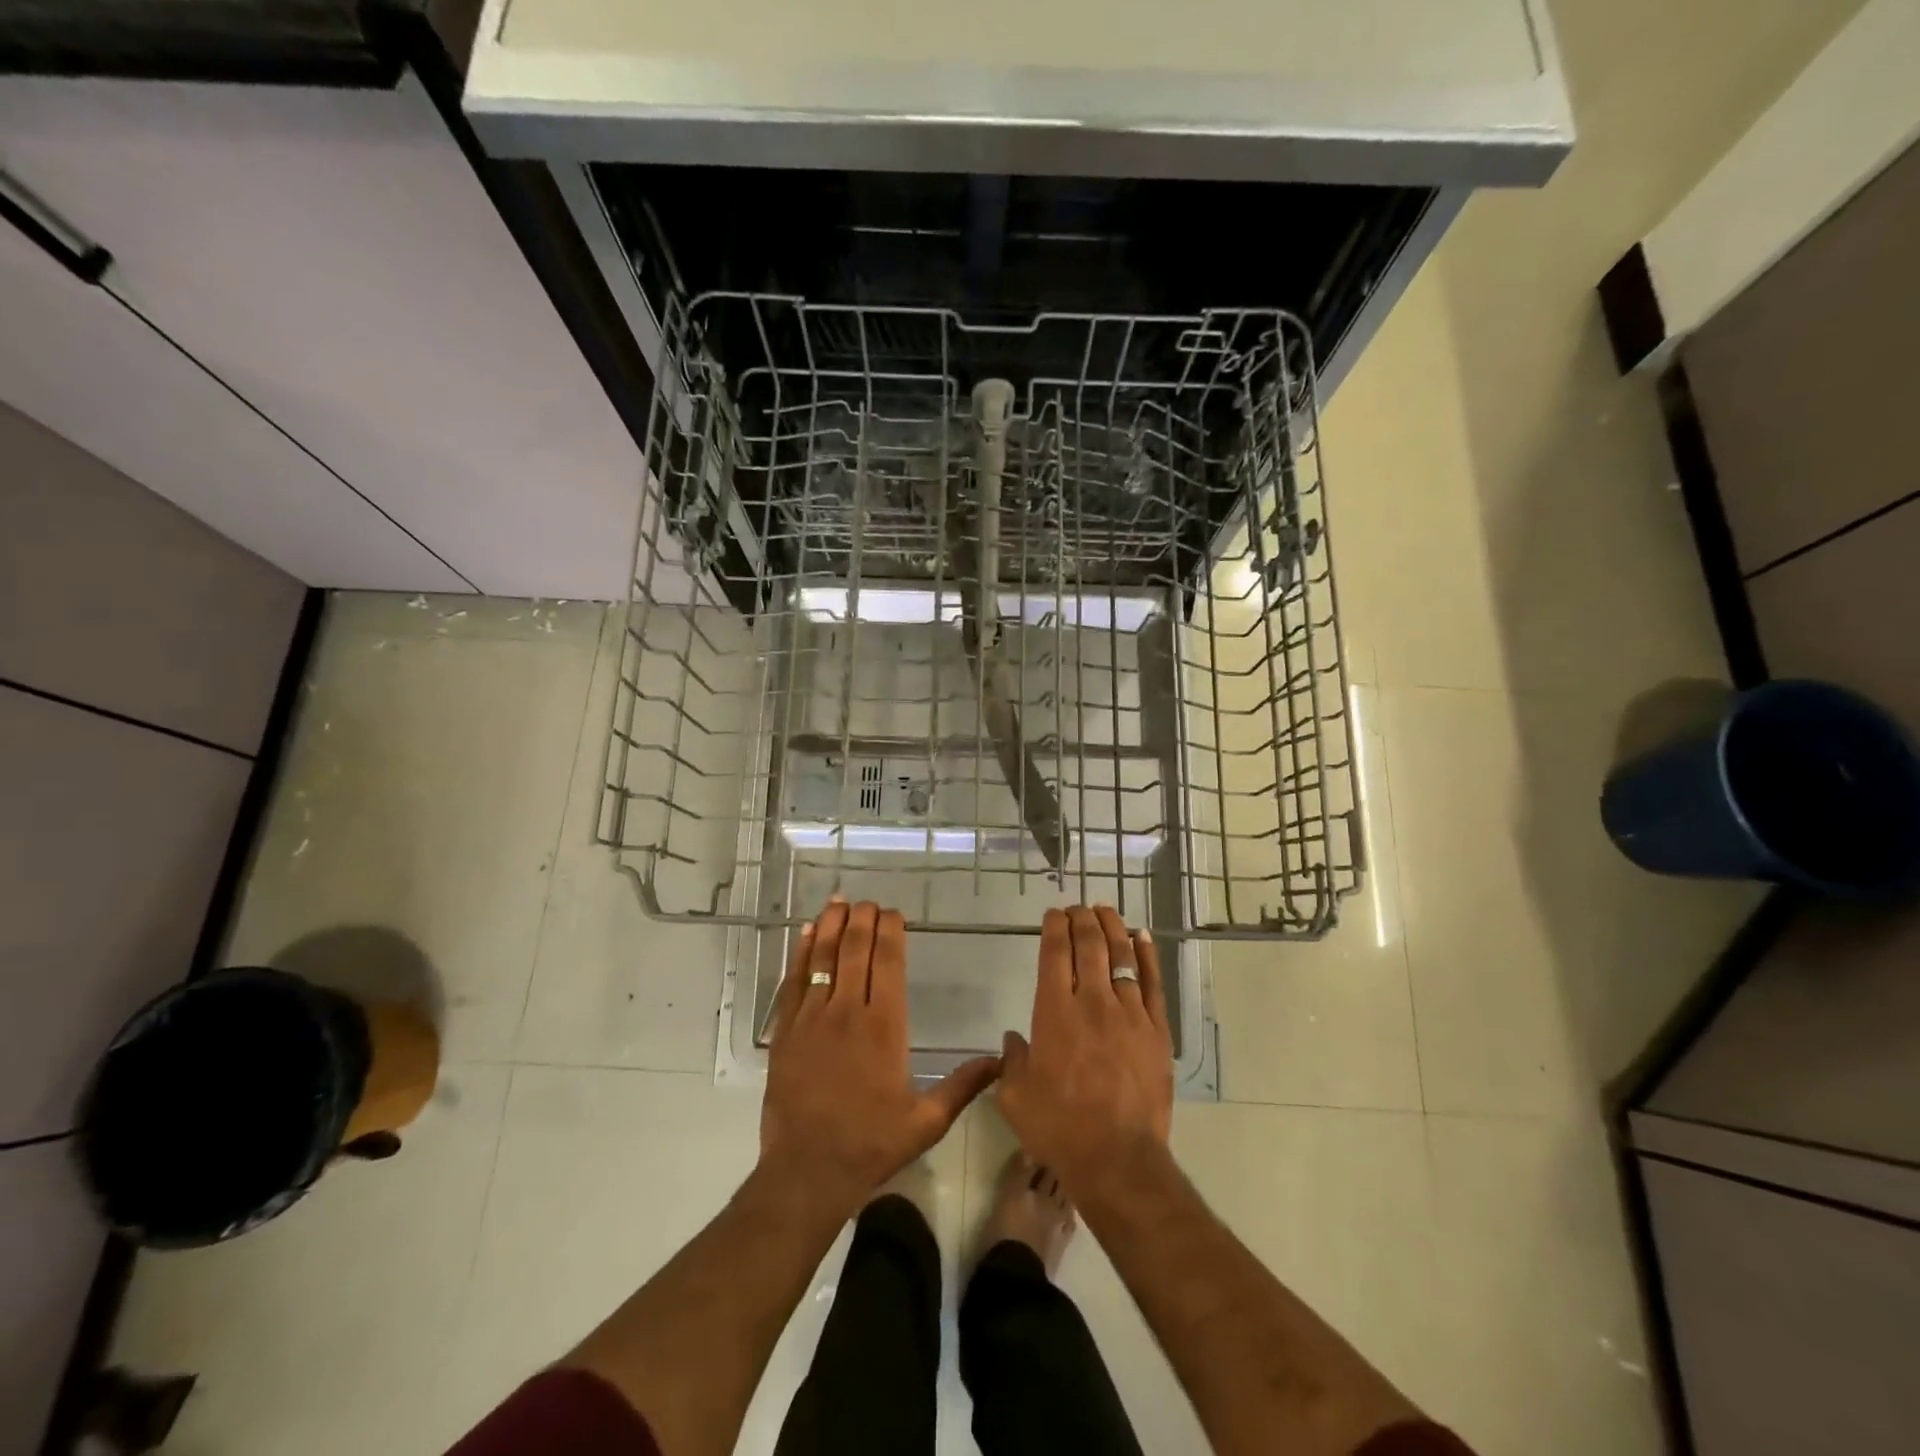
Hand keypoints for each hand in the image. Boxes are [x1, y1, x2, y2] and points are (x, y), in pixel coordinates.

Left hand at [760, 897, 999, 1218]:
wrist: (807, 1171)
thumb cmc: (871, 1144)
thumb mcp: (926, 1121)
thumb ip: (964, 1085)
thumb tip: (1001, 1060)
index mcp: (885, 1027)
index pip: (888, 963)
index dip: (890, 932)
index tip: (894, 914)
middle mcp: (848, 1012)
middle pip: (856, 950)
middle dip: (862, 919)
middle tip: (868, 902)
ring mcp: (812, 1018)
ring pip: (824, 957)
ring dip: (833, 925)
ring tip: (840, 901)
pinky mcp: (786, 1030)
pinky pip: (794, 980)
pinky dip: (802, 952)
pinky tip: (809, 933)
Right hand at [998, 906, 1173, 1197]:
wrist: (1118, 1160)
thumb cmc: (1059, 1129)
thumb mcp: (1015, 1098)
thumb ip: (1012, 1061)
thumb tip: (1014, 1039)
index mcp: (1054, 1013)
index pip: (1055, 953)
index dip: (1054, 927)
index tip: (1053, 914)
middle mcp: (1092, 1002)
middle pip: (1089, 945)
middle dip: (1081, 919)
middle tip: (1077, 908)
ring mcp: (1129, 1013)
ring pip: (1121, 955)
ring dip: (1112, 927)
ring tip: (1105, 910)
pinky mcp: (1156, 1029)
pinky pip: (1153, 981)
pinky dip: (1146, 954)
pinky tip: (1141, 936)